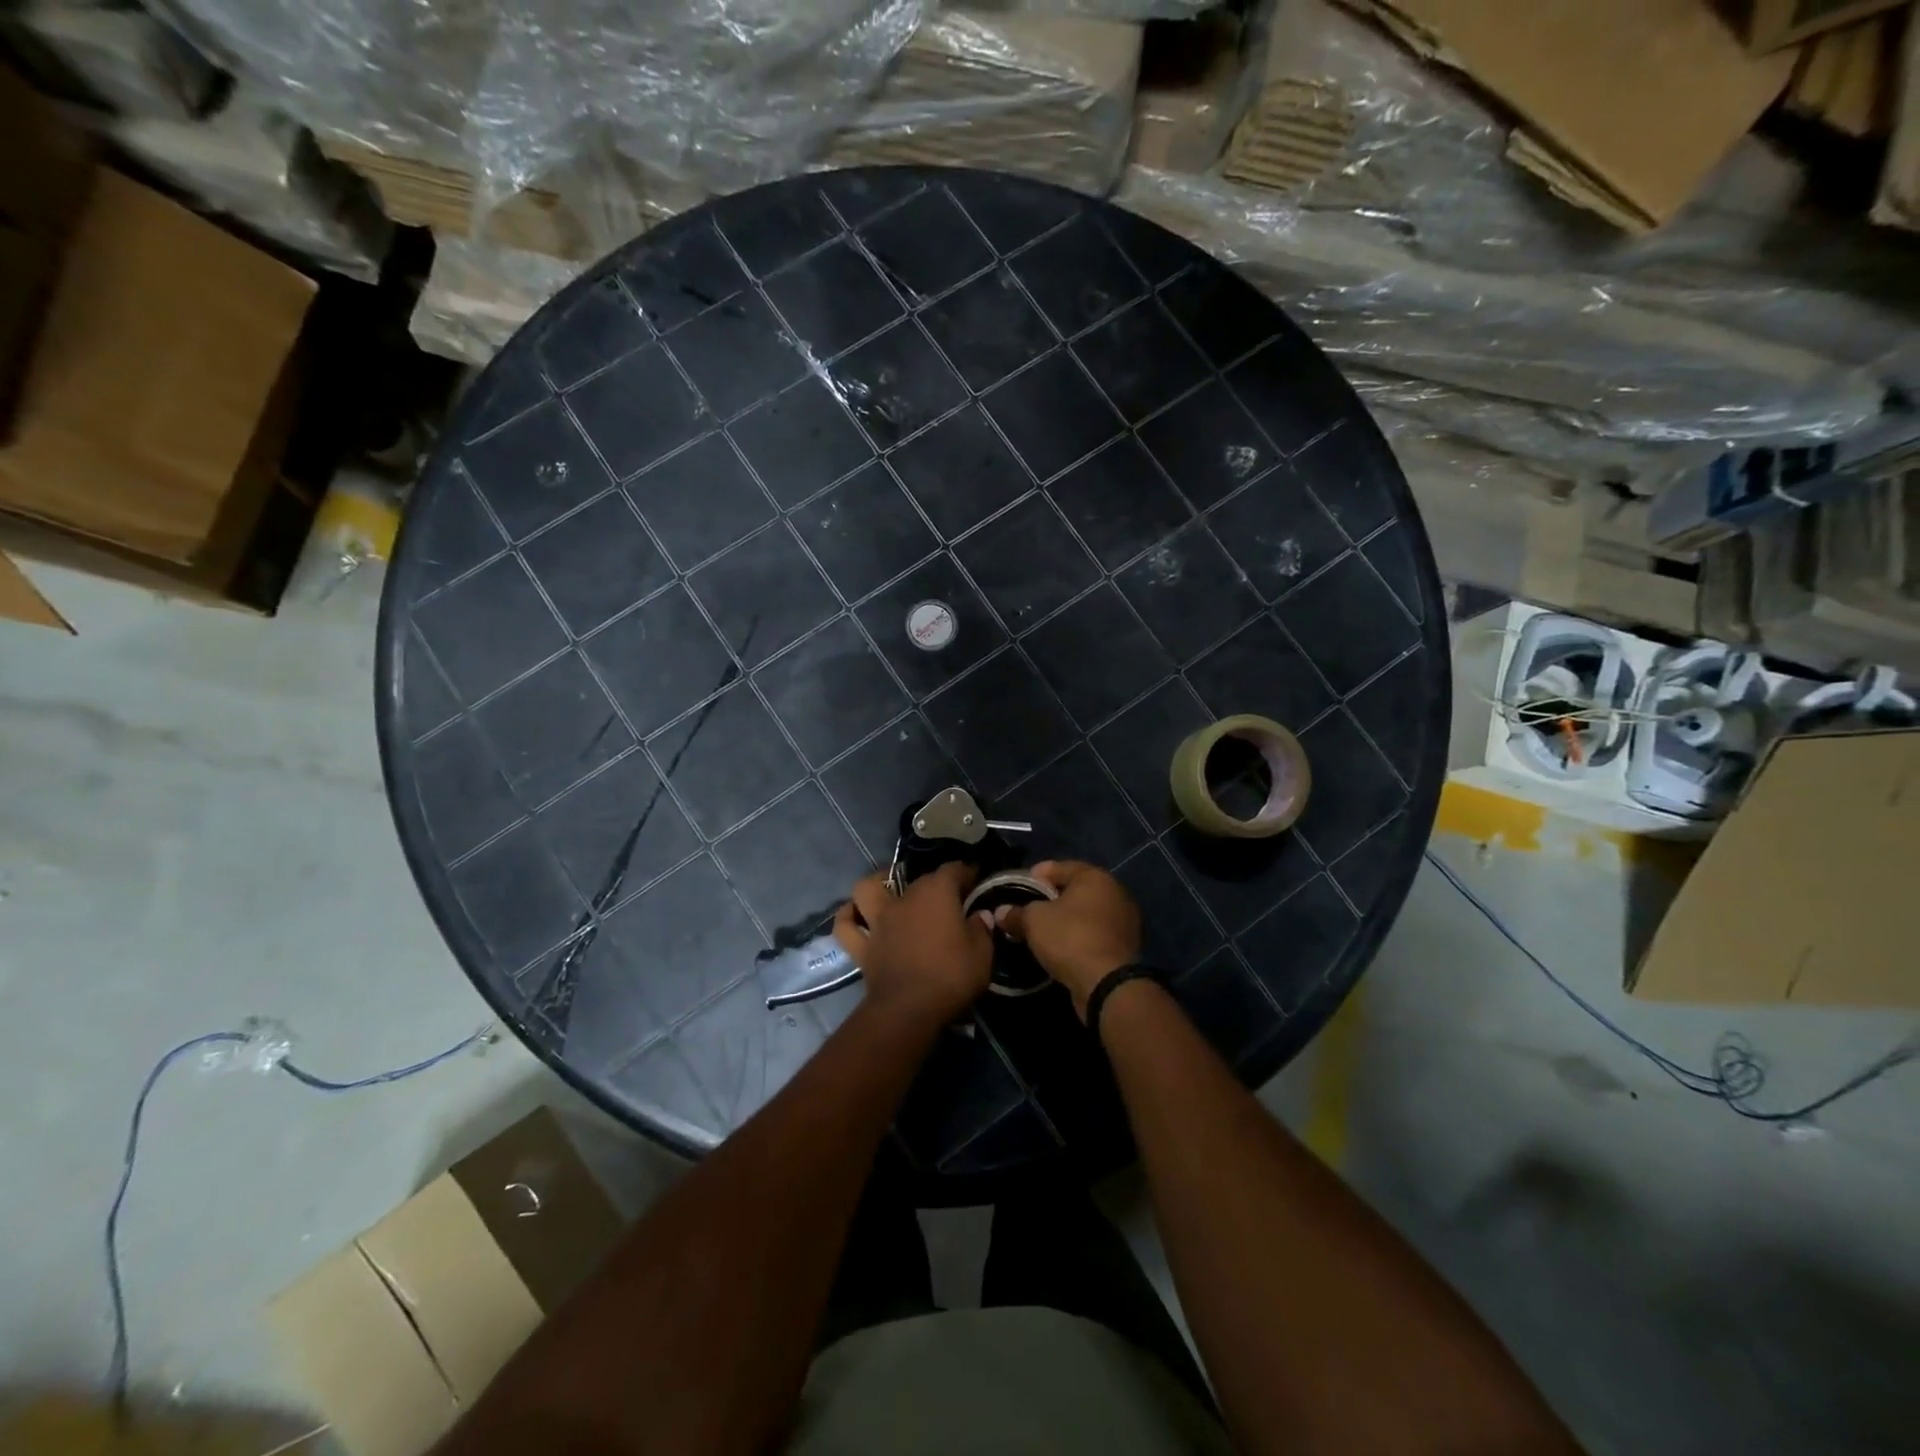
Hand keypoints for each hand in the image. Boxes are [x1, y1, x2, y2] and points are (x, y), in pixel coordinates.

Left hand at [834, 862, 992, 1023]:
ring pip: (867, 890)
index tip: (975, 879)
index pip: (953, 870)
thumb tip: (980, 915)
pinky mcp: (862, 946)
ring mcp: (879, 921)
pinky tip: (854, 913)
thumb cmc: (950, 977)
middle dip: (933, 882)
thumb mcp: (982, 954)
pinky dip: (848, 917)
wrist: (909, 1010)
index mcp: (936, 894)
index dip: (966, 872)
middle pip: (918, 879)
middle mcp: (904, 899)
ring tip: (887, 887)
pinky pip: (846, 927)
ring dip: (875, 884)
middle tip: (946, 897)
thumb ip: (981, 929)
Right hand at [990, 860, 1140, 1016]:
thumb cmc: (1070, 938)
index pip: (1061, 867)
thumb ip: (1017, 913)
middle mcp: (1115, 892)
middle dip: (1053, 897)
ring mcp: (1124, 920)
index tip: (1021, 885)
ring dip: (1067, 919)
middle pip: (1076, 889)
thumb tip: (1001, 912)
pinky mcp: (1125, 946)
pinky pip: (1096, 933)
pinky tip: (1062, 946)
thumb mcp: (1034, 921)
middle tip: (1031, 906)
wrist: (1107, 983)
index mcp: (1095, 877)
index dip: (1037, 874)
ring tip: (1044, 929)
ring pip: (1087, 913)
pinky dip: (1080, 936)